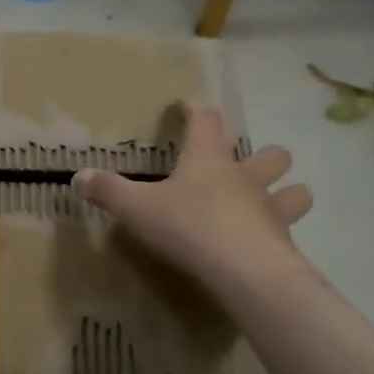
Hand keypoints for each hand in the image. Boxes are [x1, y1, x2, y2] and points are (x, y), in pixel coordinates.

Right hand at [72, 99, 312, 294]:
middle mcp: (245, 178)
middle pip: (271, 155)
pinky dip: (278, 236)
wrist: (243, 270)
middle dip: (264, 156)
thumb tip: (78, 176)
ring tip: (274, 204)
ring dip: (288, 194)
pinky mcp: (282, 243)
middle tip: (248, 165)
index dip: (196, 109)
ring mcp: (270, 210)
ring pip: (295, 193)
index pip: (206, 120)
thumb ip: (108, 191)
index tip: (188, 103)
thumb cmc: (188, 226)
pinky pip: (286, 233)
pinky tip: (263, 247)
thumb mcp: (137, 208)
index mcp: (209, 159)